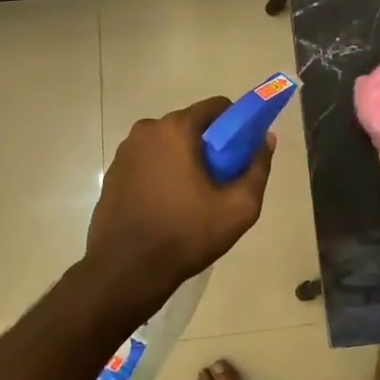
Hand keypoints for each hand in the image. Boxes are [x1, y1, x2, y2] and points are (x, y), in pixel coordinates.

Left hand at [82, 96, 274, 310]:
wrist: (125, 271)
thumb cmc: (185, 234)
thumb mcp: (238, 207)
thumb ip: (258, 167)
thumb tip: (266, 139)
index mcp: (175, 129)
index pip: (216, 107)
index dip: (236, 125)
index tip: (241, 153)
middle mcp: (146, 130)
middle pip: (191, 126)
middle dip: (209, 146)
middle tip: (220, 181)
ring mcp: (125, 152)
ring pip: (168, 145)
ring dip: (184, 160)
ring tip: (193, 199)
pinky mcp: (113, 174)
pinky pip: (148, 162)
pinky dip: (162, 174)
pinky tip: (168, 207)